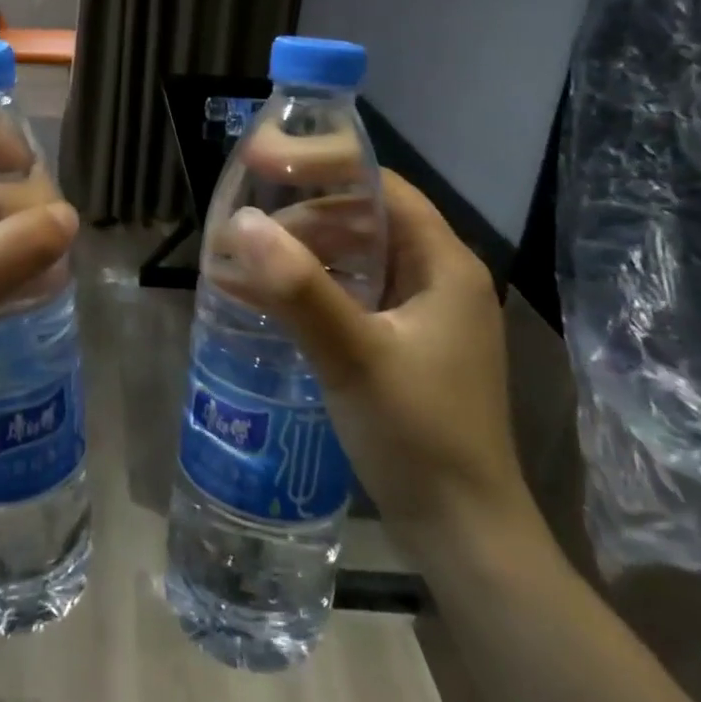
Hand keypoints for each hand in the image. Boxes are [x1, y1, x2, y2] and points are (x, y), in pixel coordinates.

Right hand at [224, 171, 535, 556]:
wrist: (464, 537)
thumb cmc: (419, 436)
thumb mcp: (354, 356)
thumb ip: (298, 288)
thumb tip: (240, 222)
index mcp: (442, 264)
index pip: (379, 187)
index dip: (320, 166)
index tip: (259, 164)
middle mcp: (435, 279)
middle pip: (360, 222)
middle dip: (296, 221)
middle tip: (240, 233)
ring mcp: (419, 315)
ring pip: (350, 261)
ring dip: (294, 259)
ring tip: (236, 266)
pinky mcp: (400, 346)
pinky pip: (347, 298)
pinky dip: (305, 293)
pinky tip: (256, 301)